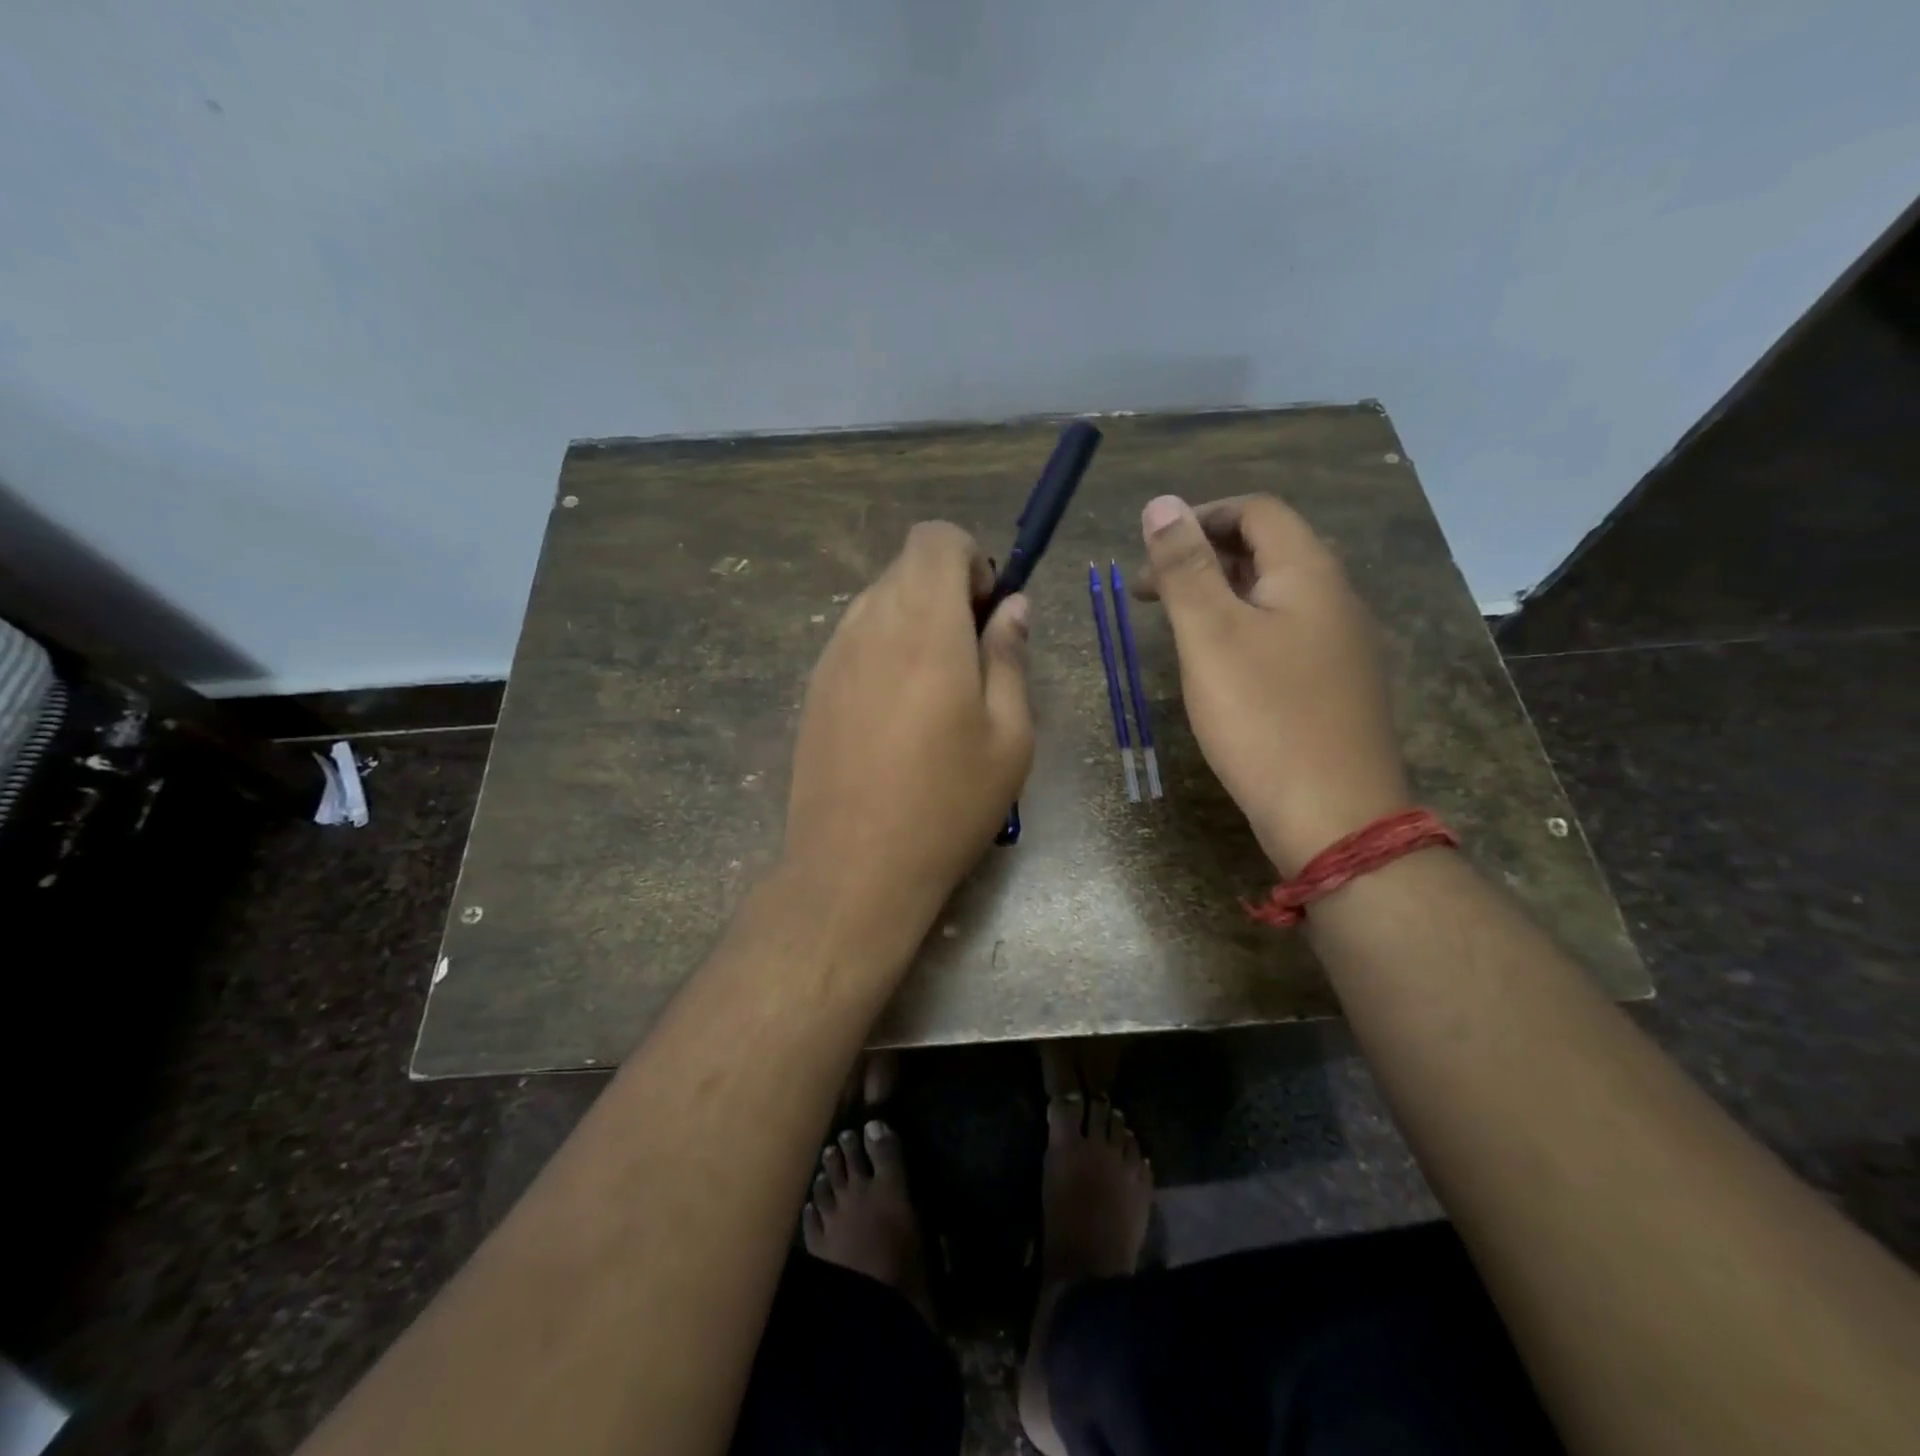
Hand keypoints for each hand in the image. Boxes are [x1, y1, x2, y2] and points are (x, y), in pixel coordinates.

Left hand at [783, 521, 1034, 948]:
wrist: (854, 867)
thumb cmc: (947, 804)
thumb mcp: (1009, 736)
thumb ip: (1010, 658)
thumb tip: (1013, 608)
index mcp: (924, 626)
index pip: (935, 538)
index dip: (971, 560)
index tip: (988, 613)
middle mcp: (869, 624)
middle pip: (906, 567)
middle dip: (947, 590)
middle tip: (973, 657)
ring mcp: (832, 656)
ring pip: (878, 602)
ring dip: (915, 621)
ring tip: (937, 691)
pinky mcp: (813, 689)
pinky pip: (855, 639)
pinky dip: (885, 649)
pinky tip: (898, 715)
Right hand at [1135, 494, 1409, 875]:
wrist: (1333, 815)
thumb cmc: (1264, 717)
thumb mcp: (1211, 635)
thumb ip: (1185, 567)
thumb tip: (1161, 503)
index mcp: (1309, 572)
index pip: (1256, 511)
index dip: (1200, 518)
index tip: (1150, 553)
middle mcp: (1334, 597)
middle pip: (1268, 549)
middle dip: (1203, 557)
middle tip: (1148, 594)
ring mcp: (1341, 644)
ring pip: (1274, 595)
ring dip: (1220, 595)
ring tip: (1175, 627)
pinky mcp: (1335, 684)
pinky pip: (1284, 634)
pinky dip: (1242, 631)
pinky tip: (1217, 667)